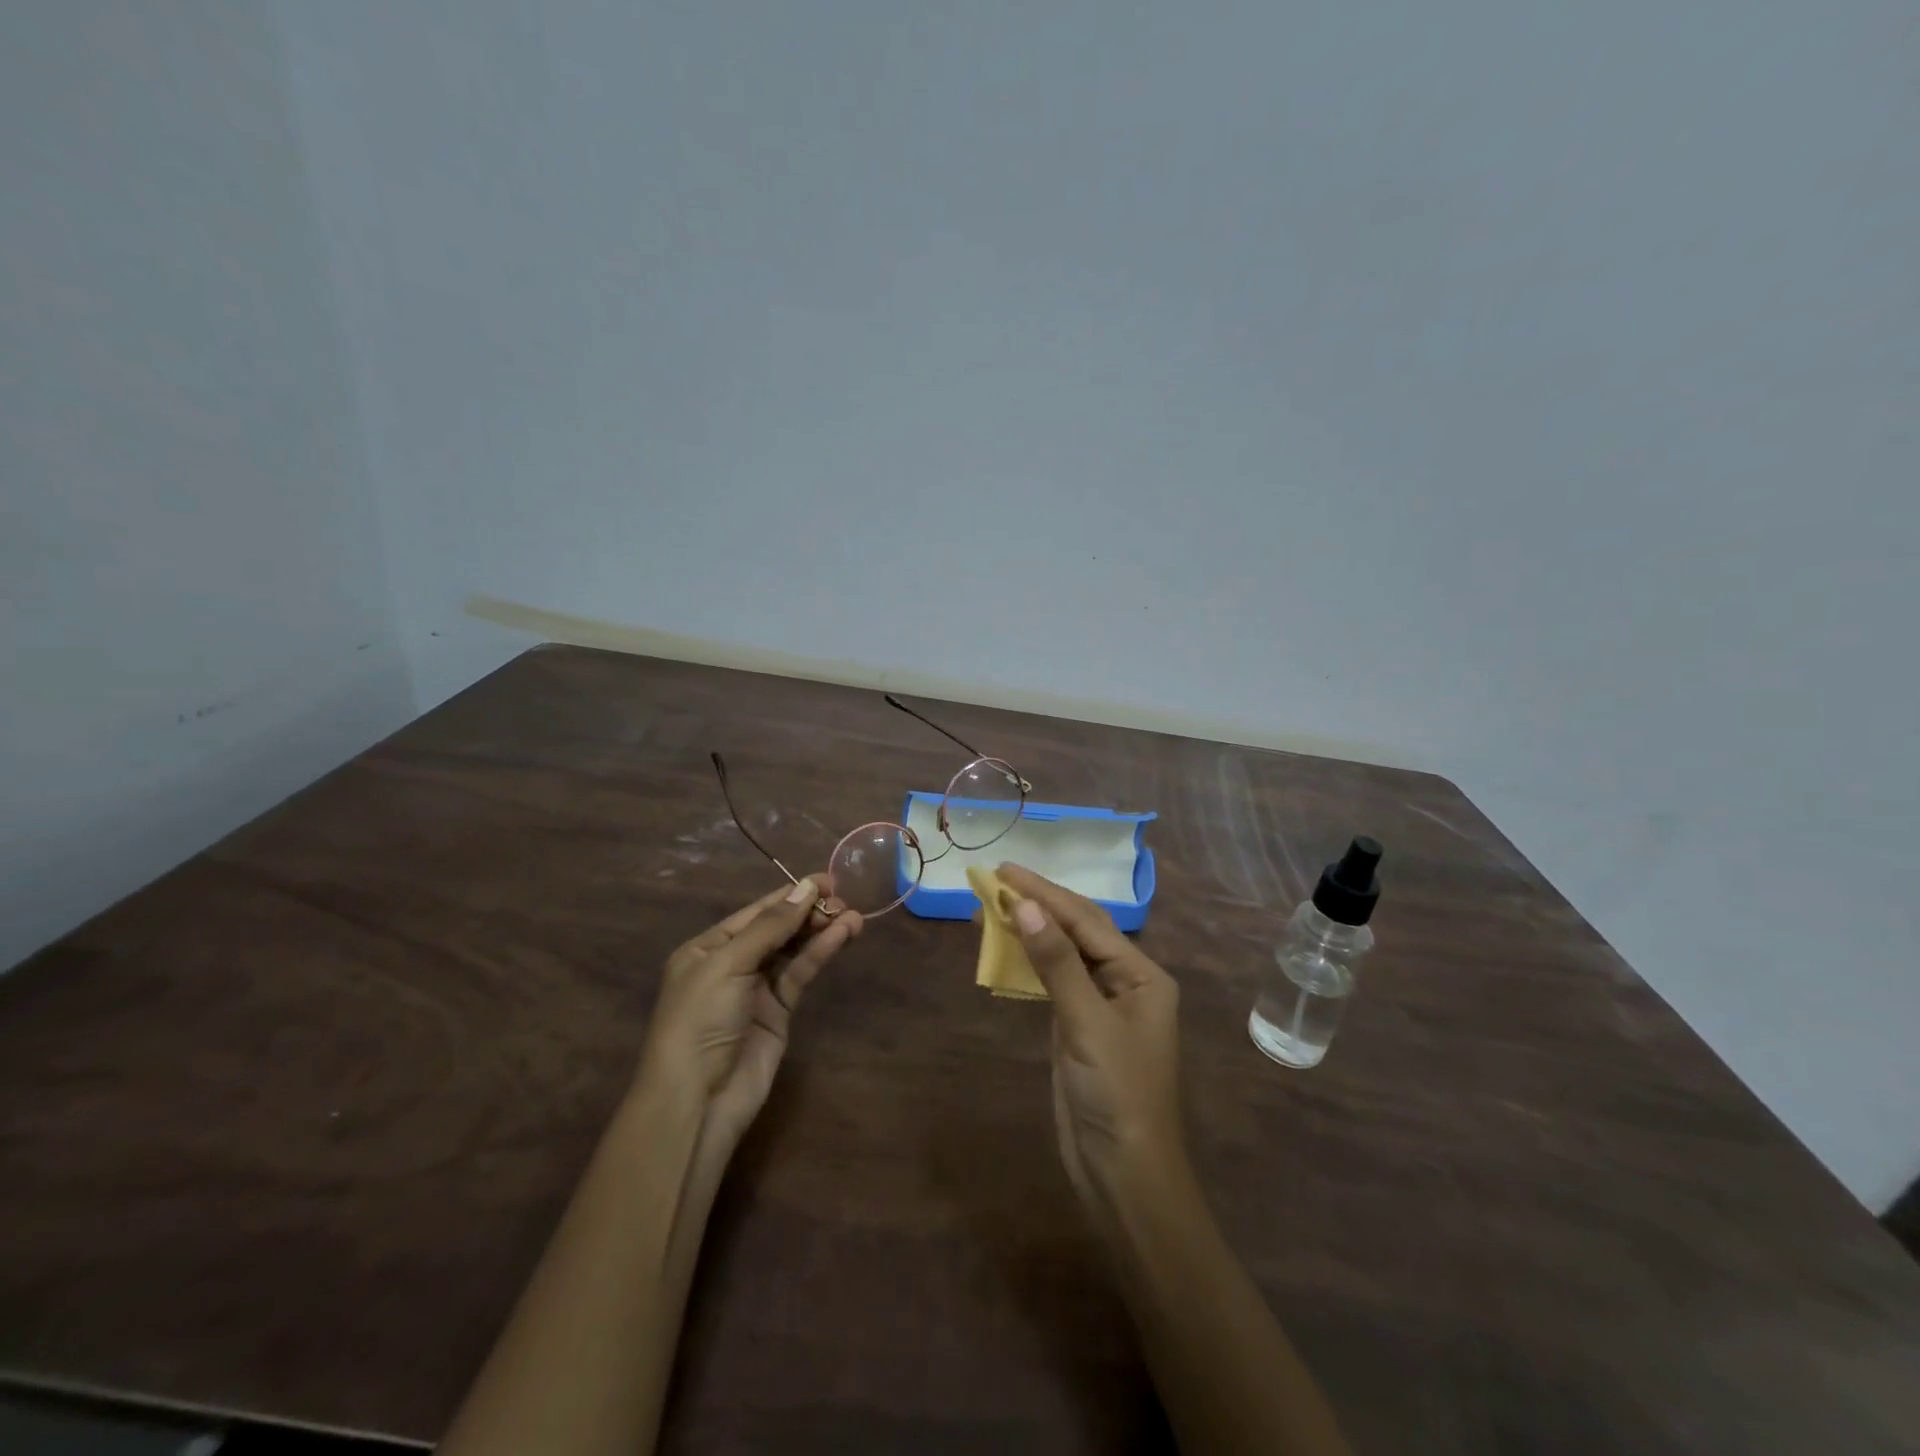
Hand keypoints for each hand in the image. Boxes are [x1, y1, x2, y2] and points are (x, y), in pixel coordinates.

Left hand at [639, 876, 862, 1158]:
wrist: (698, 1101)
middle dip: (809, 912)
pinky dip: (820, 954)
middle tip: (843, 900)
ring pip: (794, 950)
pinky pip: (800, 974)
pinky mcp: (778, 1012)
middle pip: (778, 928)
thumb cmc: (700, 1021)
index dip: (790, 895)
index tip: (827, 879)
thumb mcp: (728, 965)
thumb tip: (805, 887)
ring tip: (854, 916)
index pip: (756, 912)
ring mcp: (756, 989)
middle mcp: (732, 964)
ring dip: (821, 931)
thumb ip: (770, 927)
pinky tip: (842, 936)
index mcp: (707, 948)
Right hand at [997, 863, 1185, 1212]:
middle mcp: (1125, 981)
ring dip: (1028, 931)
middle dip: (1036, 905)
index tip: (1004, 871)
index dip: (1044, 893)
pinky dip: (1027, 962)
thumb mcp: (1086, 1023)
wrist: (1122, 1174)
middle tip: (992, 881)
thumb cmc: (1117, 1093)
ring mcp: (1101, 1004)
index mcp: (1142, 974)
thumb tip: (1023, 906)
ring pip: (1061, 954)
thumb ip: (1055, 962)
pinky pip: (1052, 981)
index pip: (1086, 920)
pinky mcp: (1078, 1027)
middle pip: (1076, 930)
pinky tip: (1005, 948)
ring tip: (988, 908)